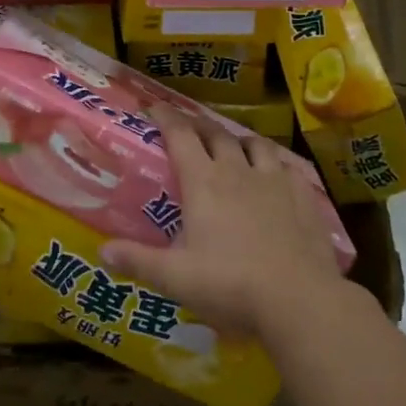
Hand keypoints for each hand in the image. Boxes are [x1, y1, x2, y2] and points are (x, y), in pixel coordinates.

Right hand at [102, 104, 344, 342]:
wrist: (299, 299)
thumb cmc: (230, 285)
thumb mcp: (176, 278)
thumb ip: (138, 261)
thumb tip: (102, 251)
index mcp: (203, 182)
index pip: (180, 135)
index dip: (165, 117)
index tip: (153, 107)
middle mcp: (237, 171)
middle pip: (216, 134)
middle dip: (198, 125)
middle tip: (188, 127)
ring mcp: (274, 180)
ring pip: (255, 144)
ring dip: (239, 140)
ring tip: (233, 146)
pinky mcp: (303, 195)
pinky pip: (286, 166)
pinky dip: (274, 163)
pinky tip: (275, 174)